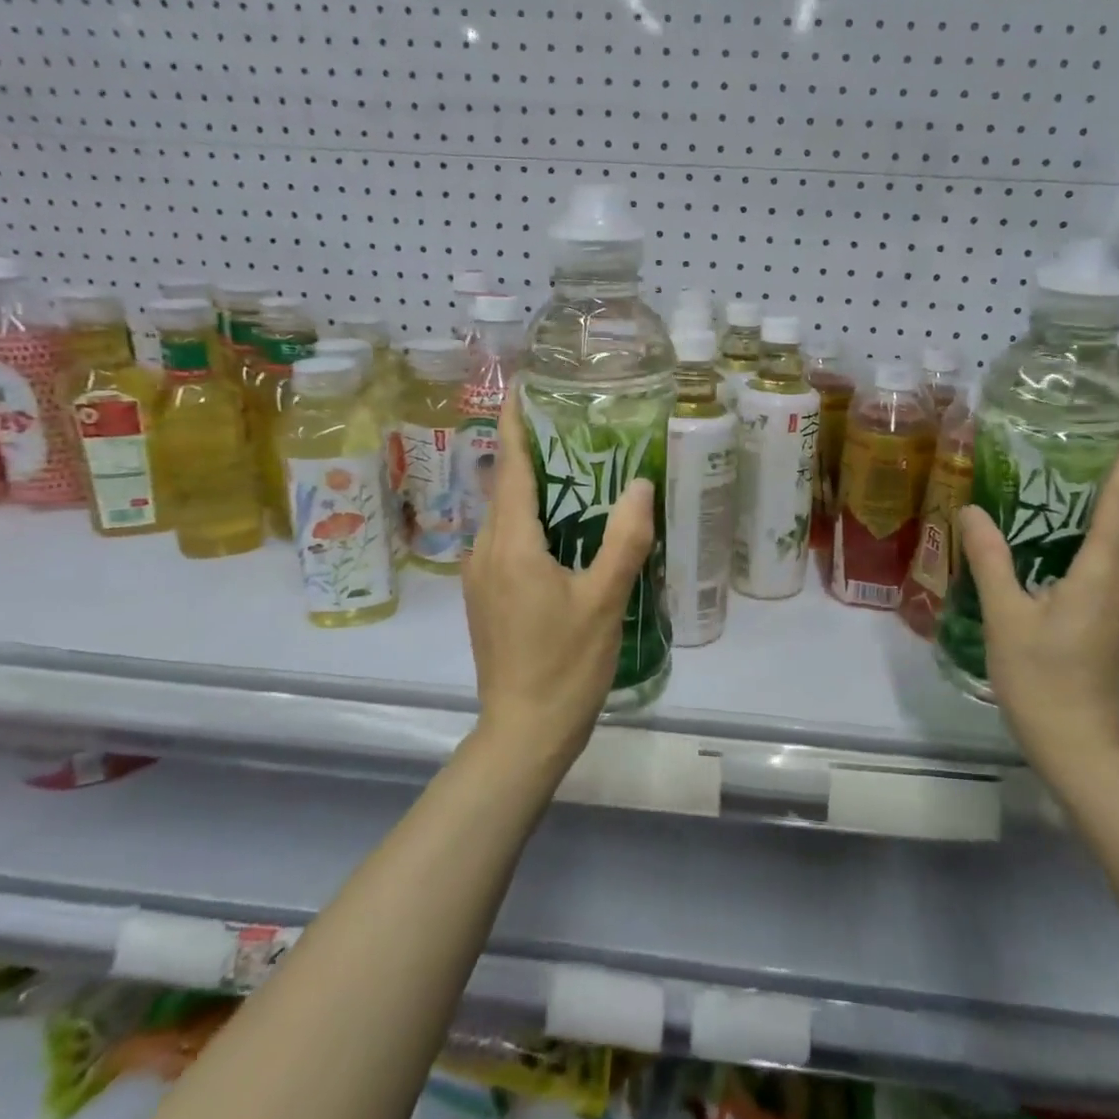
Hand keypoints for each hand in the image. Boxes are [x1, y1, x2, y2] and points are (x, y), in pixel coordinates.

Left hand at [462, 392, 654, 776]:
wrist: (523, 731)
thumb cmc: (566, 664)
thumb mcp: (604, 600)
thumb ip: (623, 539)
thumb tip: (640, 484)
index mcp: (510, 543)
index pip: (511, 467)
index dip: (517, 424)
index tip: (524, 386)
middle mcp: (484, 551)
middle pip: (505, 487)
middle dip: (532, 453)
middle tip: (574, 428)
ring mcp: (479, 576)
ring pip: (504, 516)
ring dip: (532, 490)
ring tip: (575, 472)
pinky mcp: (485, 598)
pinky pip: (505, 541)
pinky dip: (529, 521)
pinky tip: (562, 531)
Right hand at [957, 401, 1118, 769]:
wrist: (1075, 742)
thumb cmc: (1041, 678)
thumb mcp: (1007, 616)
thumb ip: (990, 560)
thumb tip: (972, 511)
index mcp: (1101, 573)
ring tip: (1101, 462)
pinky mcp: (1109, 616)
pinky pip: (1109, 557)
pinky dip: (1101, 527)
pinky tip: (1074, 528)